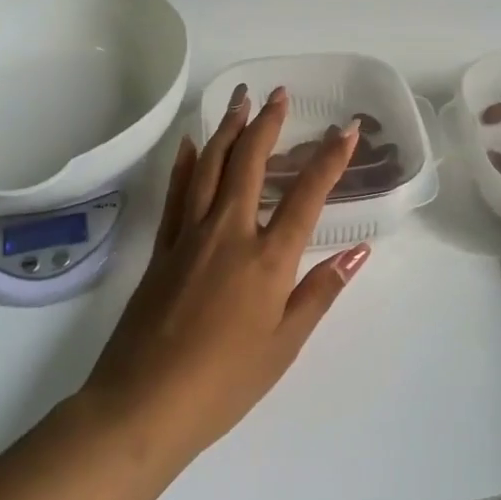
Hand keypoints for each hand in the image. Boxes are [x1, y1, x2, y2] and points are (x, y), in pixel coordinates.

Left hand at [79, 84, 371, 469]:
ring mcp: (190, 236)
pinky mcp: (163, 248)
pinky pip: (176, 193)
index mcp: (267, 260)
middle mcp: (229, 234)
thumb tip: (358, 252)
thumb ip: (320, 291)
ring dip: (228, 130)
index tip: (347, 128)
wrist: (143, 405)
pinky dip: (184, 163)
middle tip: (279, 94)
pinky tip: (188, 143)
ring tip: (240, 101)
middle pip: (250, 164)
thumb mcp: (284, 344)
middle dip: (267, 124)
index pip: (307, 195)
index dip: (330, 158)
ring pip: (210, 167)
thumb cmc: (225, 382)